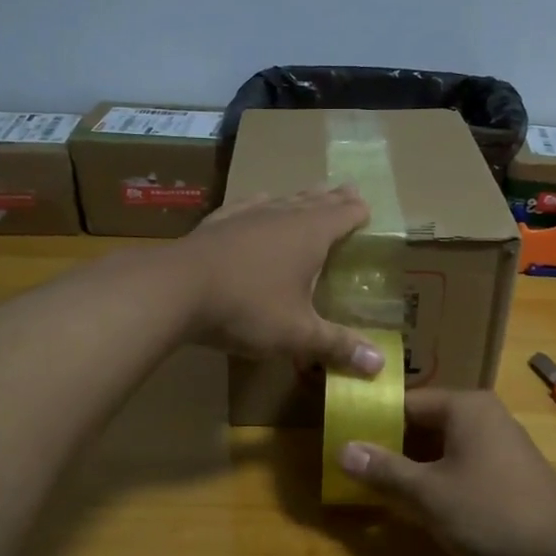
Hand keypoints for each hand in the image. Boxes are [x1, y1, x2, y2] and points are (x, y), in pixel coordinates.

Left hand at [178, 187, 384, 376]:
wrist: (175, 289)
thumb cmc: (247, 308)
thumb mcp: (297, 334)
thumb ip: (338, 346)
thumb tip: (380, 366)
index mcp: (310, 235)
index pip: (343, 215)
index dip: (358, 212)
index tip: (368, 208)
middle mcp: (282, 215)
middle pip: (315, 200)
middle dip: (334, 197)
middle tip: (348, 189)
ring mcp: (246, 215)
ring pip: (282, 199)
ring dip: (300, 197)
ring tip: (310, 193)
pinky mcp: (217, 222)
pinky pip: (247, 205)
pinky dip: (261, 203)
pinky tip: (258, 202)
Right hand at [336, 388, 555, 555]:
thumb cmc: (490, 513)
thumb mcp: (428, 493)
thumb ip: (384, 469)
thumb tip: (342, 449)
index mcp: (465, 407)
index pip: (406, 402)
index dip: (372, 420)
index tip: (342, 439)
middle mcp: (484, 416)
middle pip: (424, 423)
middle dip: (390, 445)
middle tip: (352, 465)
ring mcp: (500, 444)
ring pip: (442, 447)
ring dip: (412, 465)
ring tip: (374, 484)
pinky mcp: (508, 473)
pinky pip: (461, 465)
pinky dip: (437, 478)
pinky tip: (416, 502)